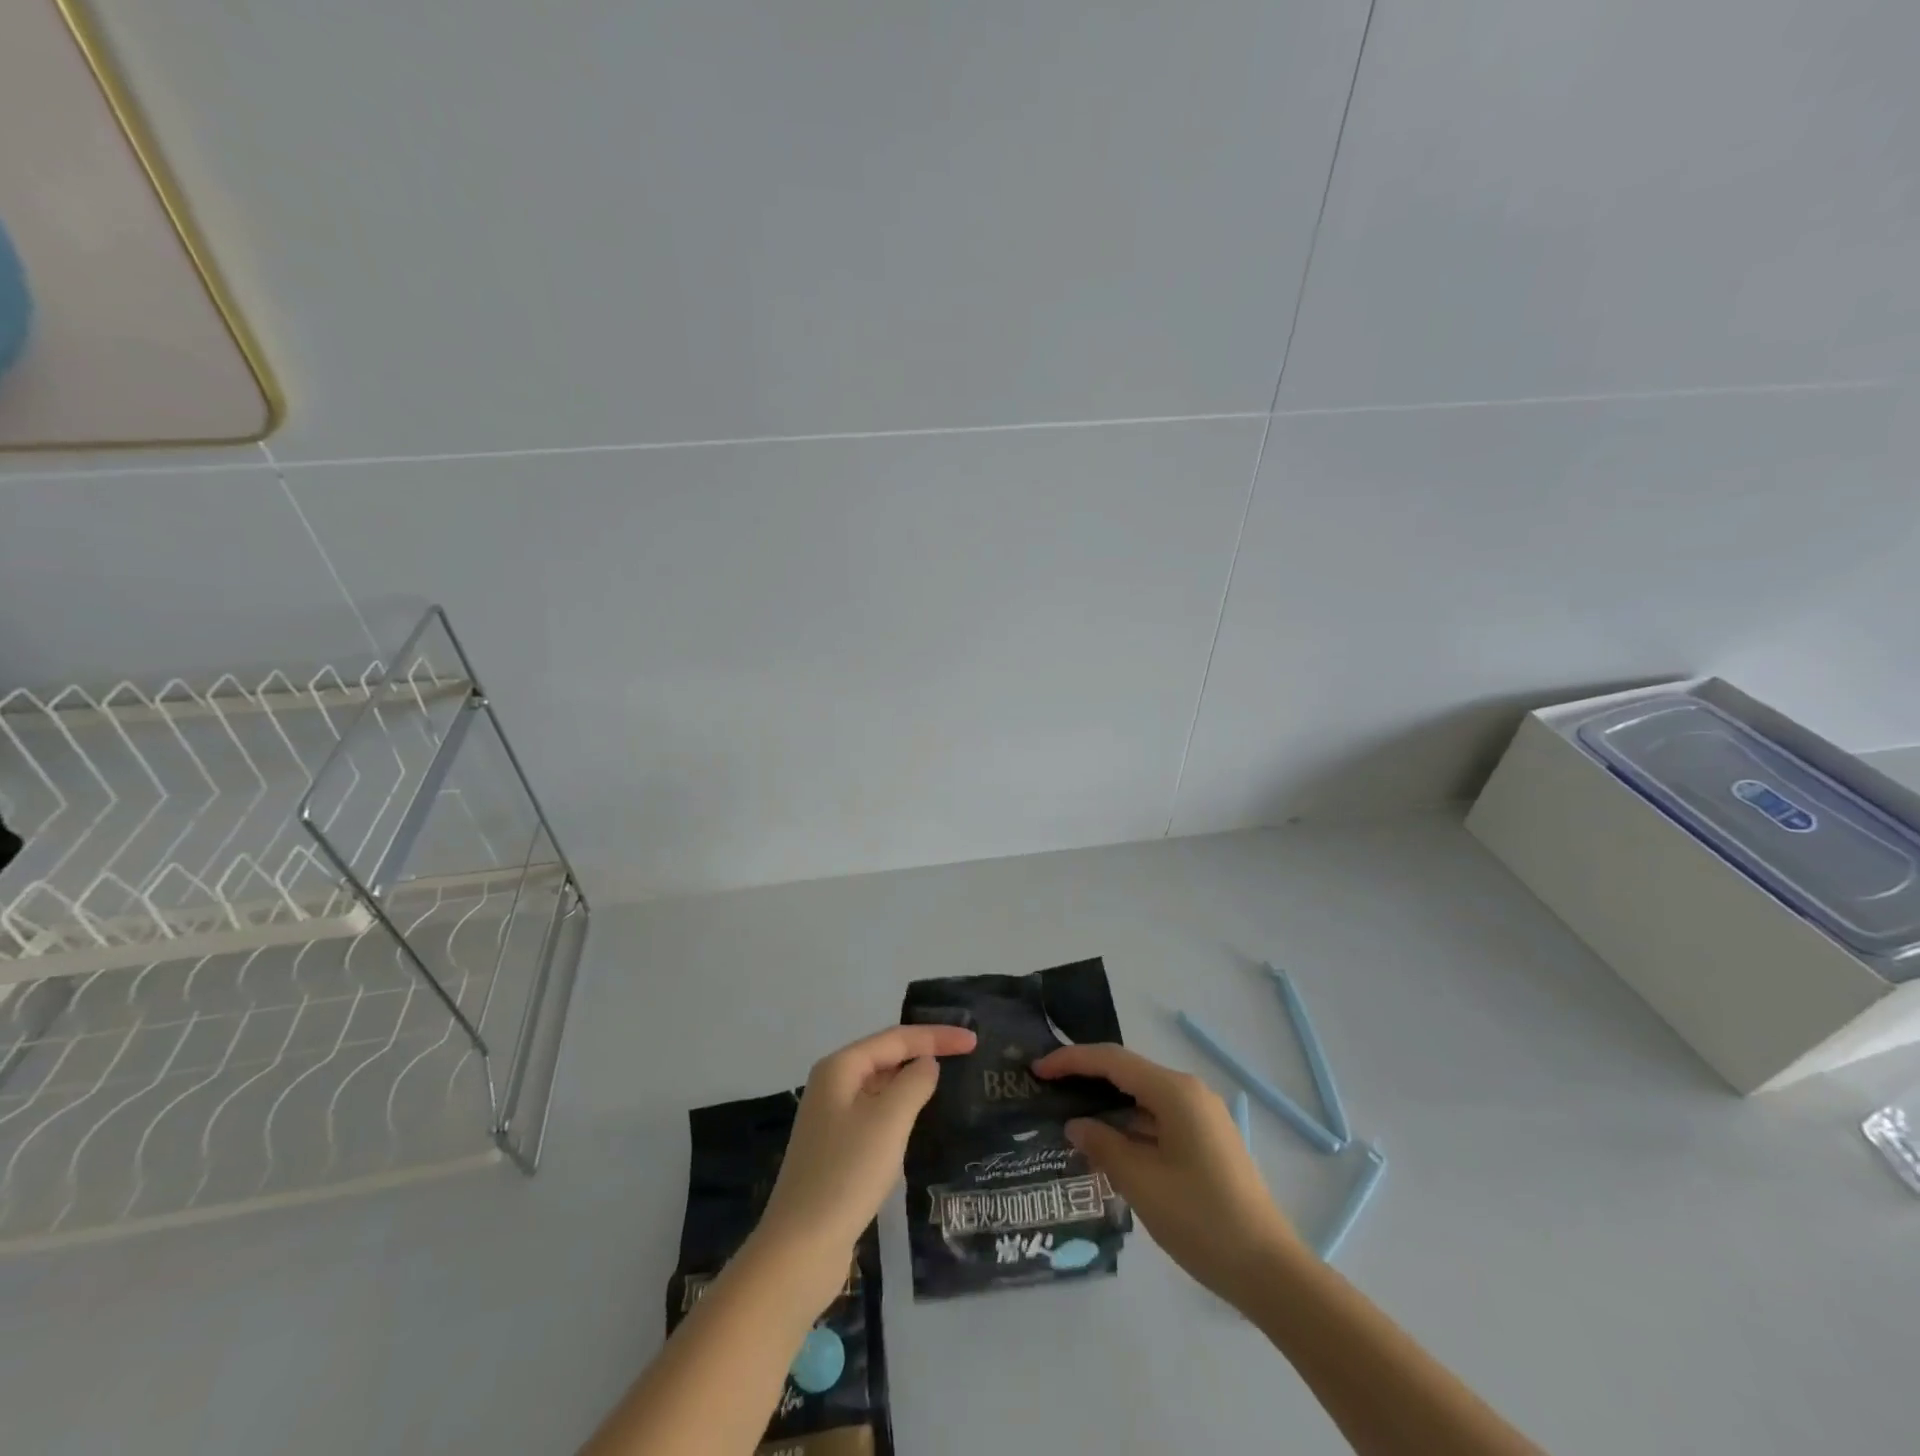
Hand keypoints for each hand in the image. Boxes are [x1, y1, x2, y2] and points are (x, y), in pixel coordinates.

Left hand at [753, 1023, 976, 1310]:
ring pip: (881, 1087)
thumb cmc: (847, 1174)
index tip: (973, 1040)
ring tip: (949, 1081)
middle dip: (924, 1052)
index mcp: (840, 1068)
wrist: (800, 1248)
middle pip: (886, 1056)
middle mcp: (832, 1085)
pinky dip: (900, 1110)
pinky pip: (876, 1115)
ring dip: (912, 1081)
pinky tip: (918, 1122)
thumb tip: (927, 1064)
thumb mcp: (889, 1120)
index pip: (896, 1038)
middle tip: (966, 1055)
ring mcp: (831, 1119)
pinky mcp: (836, 1150)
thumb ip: (914, 1083)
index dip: (936, 1036)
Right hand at [1033, 1042, 1305, 1303]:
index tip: (1037, 1069)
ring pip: (1143, 1097)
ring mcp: (1202, 1117)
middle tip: (1047, 1089)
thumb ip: (1103, 1146)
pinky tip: (1107, 1144)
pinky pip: (1158, 1119)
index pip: (1112, 1061)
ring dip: (1108, 1105)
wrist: (1270, 1271)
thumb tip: (1076, 1124)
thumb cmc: (1201, 1220)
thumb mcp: (1141, 1183)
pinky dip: (1129, 1125)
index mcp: (1175, 1092)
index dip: (1071, 1061)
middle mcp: (1189, 1092)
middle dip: (1086, 1078)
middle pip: (1128, 1073)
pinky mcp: (1206, 1141)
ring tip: (1068, 1116)